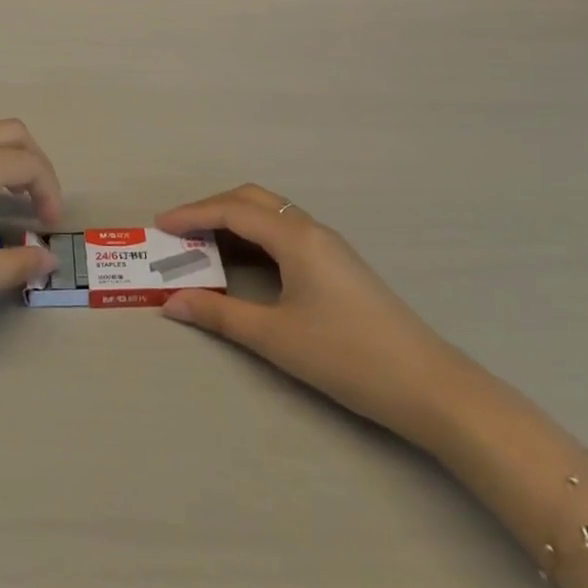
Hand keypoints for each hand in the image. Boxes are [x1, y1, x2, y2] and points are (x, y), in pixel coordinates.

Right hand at [154, 185, 461, 444]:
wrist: (429, 386)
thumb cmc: (346, 356)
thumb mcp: (275, 337)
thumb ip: (220, 315)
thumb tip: (171, 304)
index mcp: (295, 237)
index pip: (232, 210)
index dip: (192, 214)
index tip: (159, 225)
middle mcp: (311, 229)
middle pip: (252, 200)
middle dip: (211, 209)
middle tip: (179, 232)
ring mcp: (329, 246)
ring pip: (271, 216)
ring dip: (234, 221)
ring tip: (203, 245)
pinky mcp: (339, 265)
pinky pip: (285, 233)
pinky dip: (254, 237)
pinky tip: (245, 263)